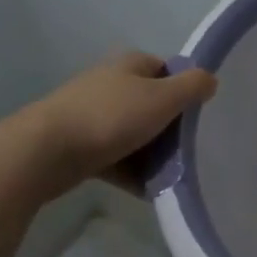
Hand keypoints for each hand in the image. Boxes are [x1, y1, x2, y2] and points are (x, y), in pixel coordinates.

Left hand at [0, 51, 217, 202]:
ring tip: (171, 177)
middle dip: (171, 129)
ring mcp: (92, 114)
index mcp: (131, 64)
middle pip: (153, 104)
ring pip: (134, 133)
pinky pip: (116, 157)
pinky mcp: (79, 144)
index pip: (168, 70)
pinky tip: (148, 192)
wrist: (45, 152)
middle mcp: (111, 83)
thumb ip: (193, 87)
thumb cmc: (110, 117)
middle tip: (189, 152)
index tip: (199, 118)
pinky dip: (131, 172)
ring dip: (152, 155)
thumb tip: (210, 80)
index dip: (185, 91)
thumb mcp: (163, 98)